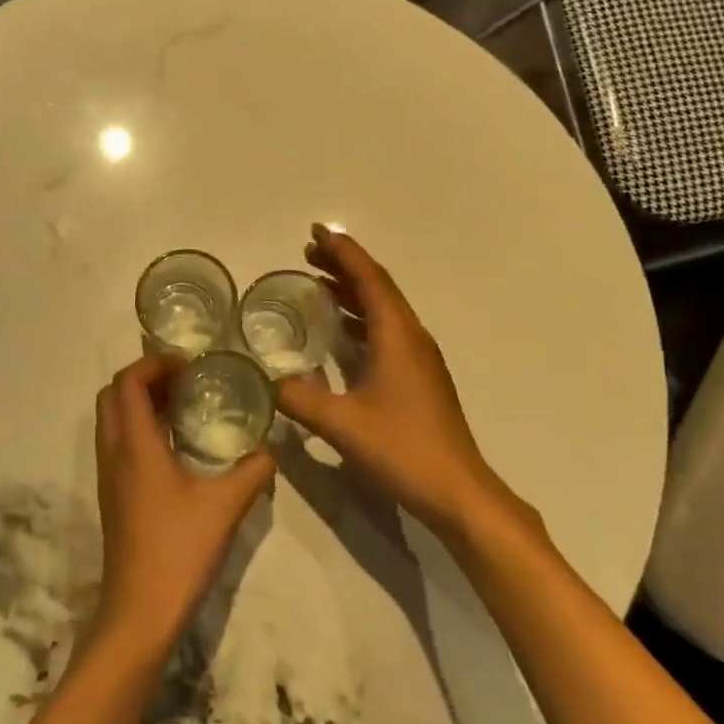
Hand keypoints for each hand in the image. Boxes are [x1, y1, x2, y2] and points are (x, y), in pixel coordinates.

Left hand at [90, 355, 274, 656]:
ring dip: (139, 402)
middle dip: (144, 378)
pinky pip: (117, 443)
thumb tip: (271, 449)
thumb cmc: (179, 551)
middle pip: (112, 394)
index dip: (153, 363)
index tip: (189, 366)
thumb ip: (252, 472)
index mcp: (134, 445)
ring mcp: (108, 476)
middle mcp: (113, 453)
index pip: (128, 382)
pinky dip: (138, 428)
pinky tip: (174, 447)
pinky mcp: (112, 496)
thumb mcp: (225, 506)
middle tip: (184, 382)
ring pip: (111, 419)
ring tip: (182, 407)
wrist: (139, 612)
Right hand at [275, 226, 538, 540]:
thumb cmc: (402, 449)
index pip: (369, 279)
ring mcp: (419, 359)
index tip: (316, 231)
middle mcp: (411, 338)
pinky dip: (360, 319)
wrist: (457, 491)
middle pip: (377, 288)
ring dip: (352, 291)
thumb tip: (266, 380)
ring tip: (318, 282)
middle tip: (308, 252)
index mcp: (397, 336)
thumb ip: (299, 398)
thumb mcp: (342, 424)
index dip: (342, 252)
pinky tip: (341, 331)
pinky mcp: (418, 378)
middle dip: (344, 266)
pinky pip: (385, 331)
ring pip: (383, 309)